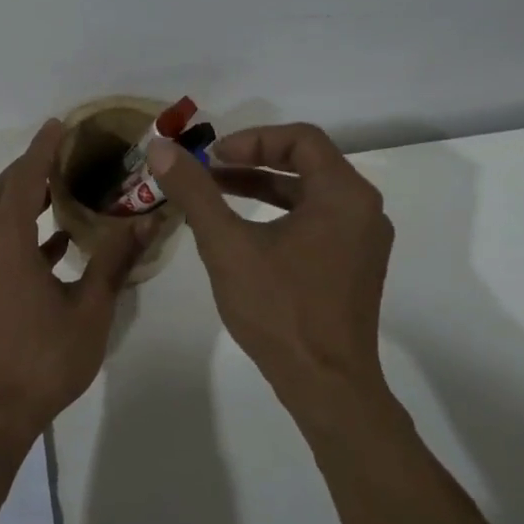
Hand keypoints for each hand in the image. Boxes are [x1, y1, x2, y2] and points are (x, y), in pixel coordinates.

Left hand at [0, 119, 152, 442]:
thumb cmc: (42, 359)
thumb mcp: (89, 308)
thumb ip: (115, 259)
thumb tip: (149, 219)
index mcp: (5, 242)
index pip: (24, 178)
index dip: (42, 149)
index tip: (59, 124)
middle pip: (2, 191)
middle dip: (31, 169)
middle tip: (66, 154)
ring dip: (25, 199)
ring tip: (64, 189)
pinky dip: (21, 232)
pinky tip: (56, 242)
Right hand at [147, 123, 394, 426]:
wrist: (326, 384)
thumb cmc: (279, 309)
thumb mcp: (227, 245)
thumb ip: (195, 192)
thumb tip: (160, 148)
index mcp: (344, 194)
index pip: (302, 138)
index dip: (252, 139)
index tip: (213, 156)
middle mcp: (363, 210)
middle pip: (307, 162)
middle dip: (253, 161)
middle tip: (210, 170)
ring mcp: (363, 241)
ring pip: (310, 194)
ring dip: (263, 188)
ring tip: (217, 195)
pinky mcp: (355, 266)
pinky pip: (317, 222)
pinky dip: (280, 215)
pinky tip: (244, 232)